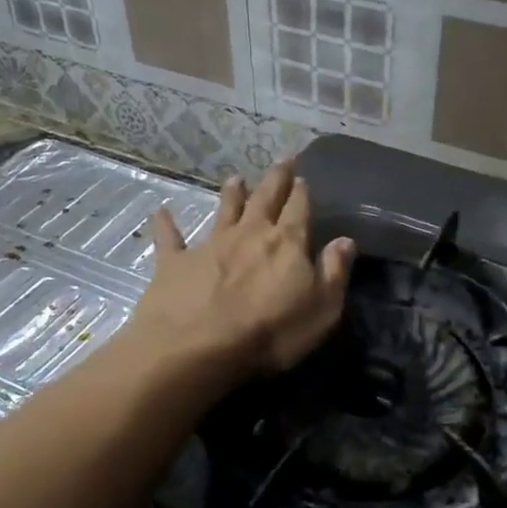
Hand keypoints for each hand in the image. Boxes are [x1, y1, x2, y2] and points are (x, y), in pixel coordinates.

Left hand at [130, 161, 354, 379]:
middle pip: (265, 199)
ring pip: (224, 210)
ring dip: (232, 194)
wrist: (198, 347)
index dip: (302, 193)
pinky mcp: (175, 262)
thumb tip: (345, 240)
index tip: (303, 178)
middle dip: (275, 179)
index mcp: (287, 243)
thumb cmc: (270, 333)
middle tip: (282, 160)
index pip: (299, 210)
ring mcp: (210, 245)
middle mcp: (249, 234)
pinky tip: (161, 211)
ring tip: (236, 178)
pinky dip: (166, 223)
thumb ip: (334, 272)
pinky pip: (170, 238)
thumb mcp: (321, 309)